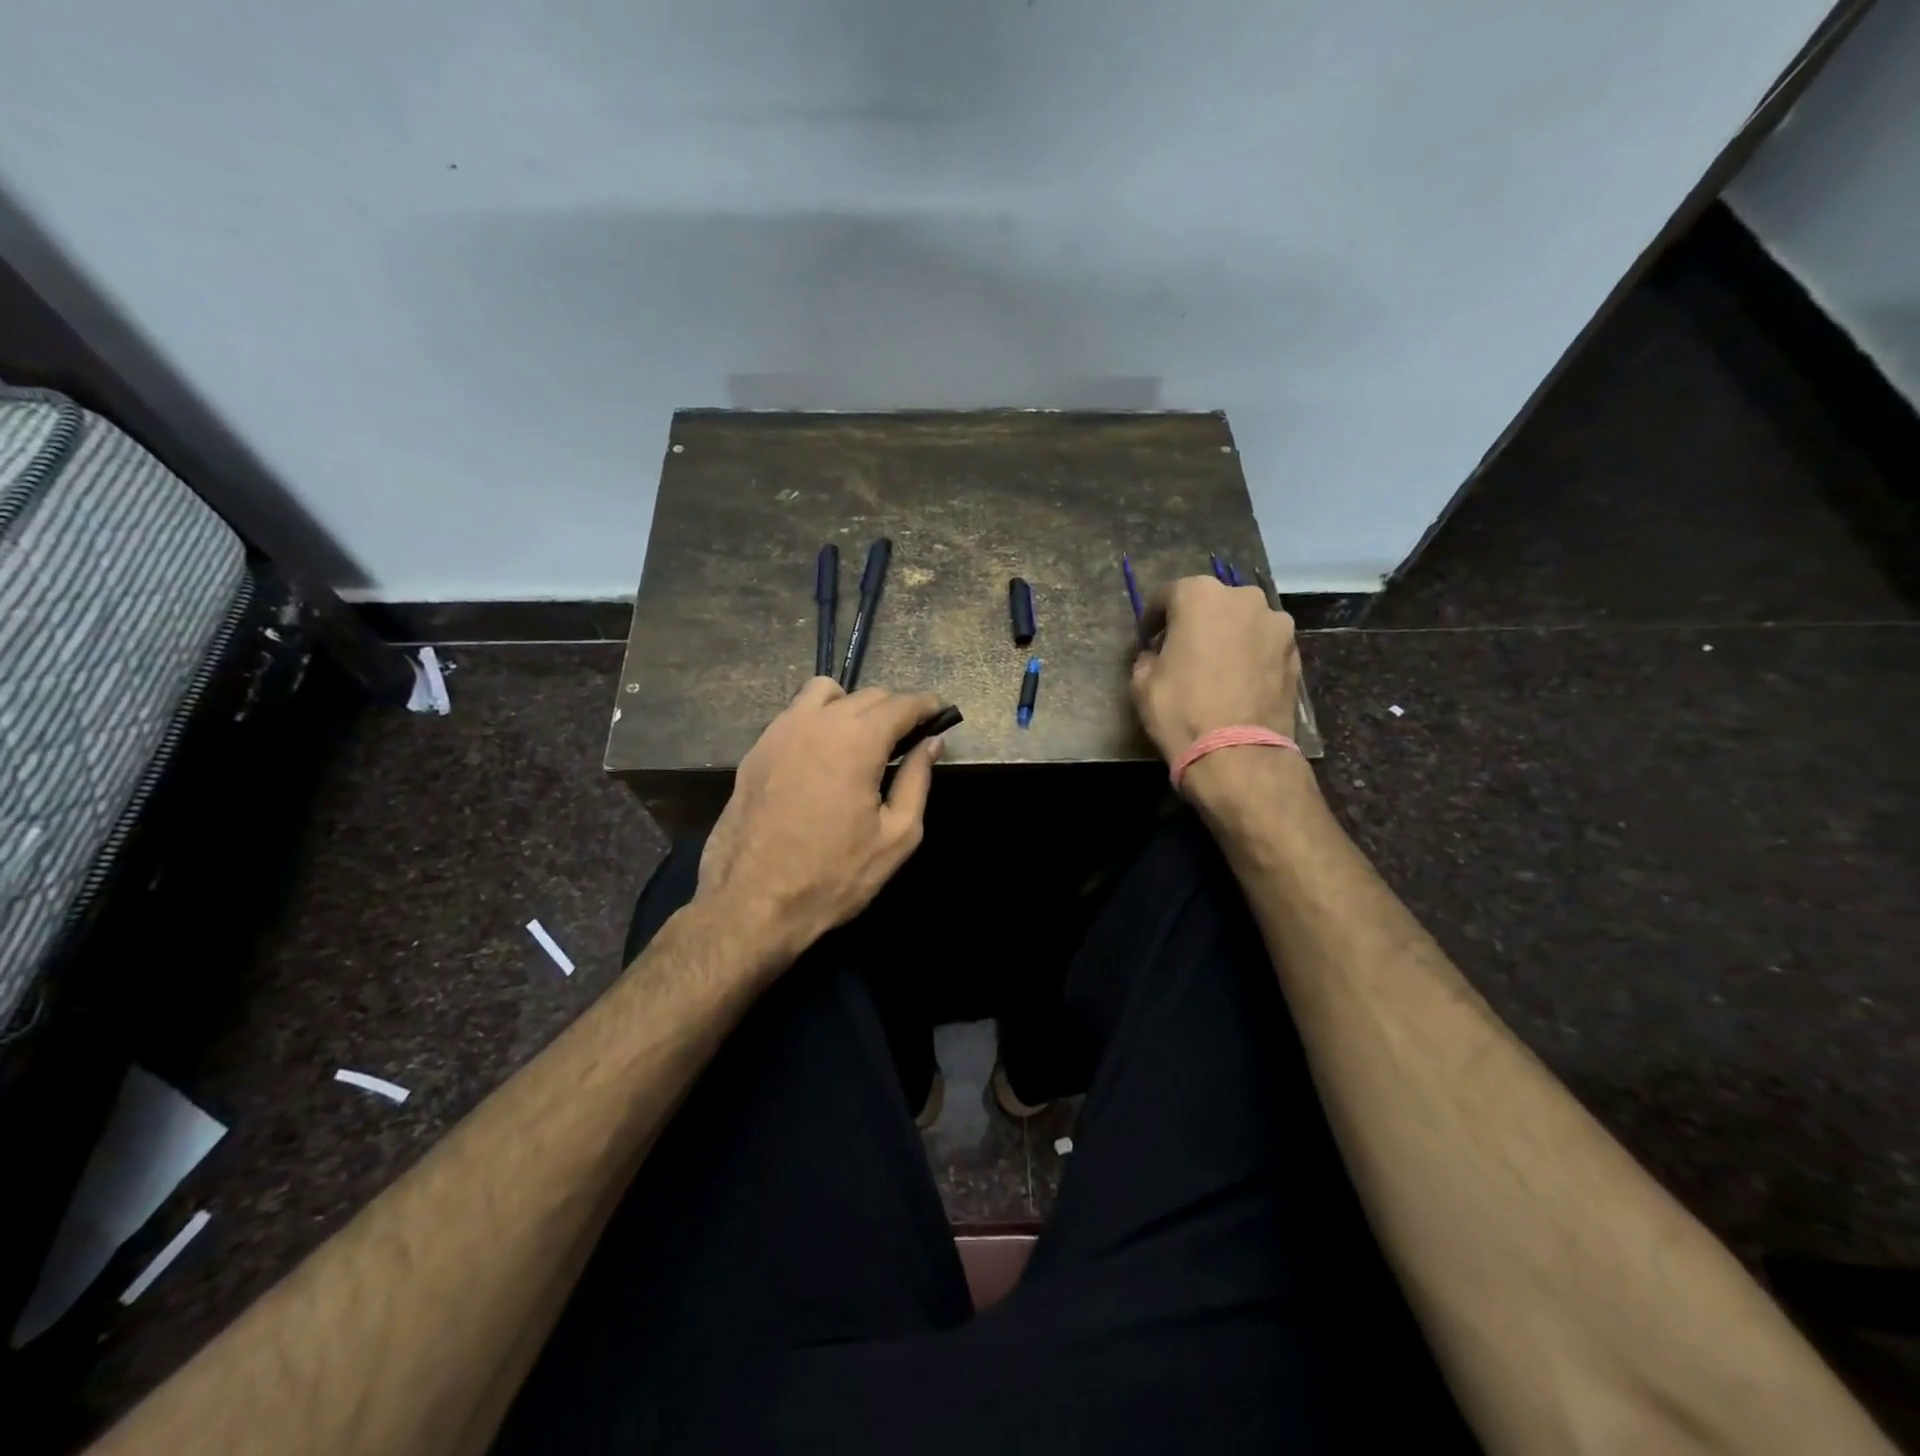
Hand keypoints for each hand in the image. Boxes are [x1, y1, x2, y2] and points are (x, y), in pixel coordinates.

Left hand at [696, 679, 945, 964]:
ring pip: (825, 693)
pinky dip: (819, 719)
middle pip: (867, 695)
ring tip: (862, 739)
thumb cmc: (833, 876)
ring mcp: (780, 732)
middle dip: (894, 709)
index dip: (927, 705)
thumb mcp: (895, 837)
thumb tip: (932, 743)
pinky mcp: (756, 749)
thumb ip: (917, 780)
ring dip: (853, 706)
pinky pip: (795, 715)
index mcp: (857, 741)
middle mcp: (818, 722)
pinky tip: (823, 754)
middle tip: (908, 737)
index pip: (902, 704)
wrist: (751, 903)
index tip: (941, 712)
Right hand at [1131, 576, 1300, 762]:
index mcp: (1200, 595)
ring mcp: (1276, 624)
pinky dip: (1248, 656)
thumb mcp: (1142, 682)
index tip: (1146, 640)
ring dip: (1226, 637)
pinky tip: (1236, 681)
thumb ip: (1148, 656)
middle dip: (1194, 622)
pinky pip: (1262, 646)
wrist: (1238, 753)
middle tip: (1180, 651)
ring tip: (1213, 667)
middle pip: (1211, 603)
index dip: (1152, 618)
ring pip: (1241, 623)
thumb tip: (1157, 654)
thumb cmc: (1181, 710)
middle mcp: (1244, 598)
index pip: (1168, 596)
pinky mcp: (1295, 653)